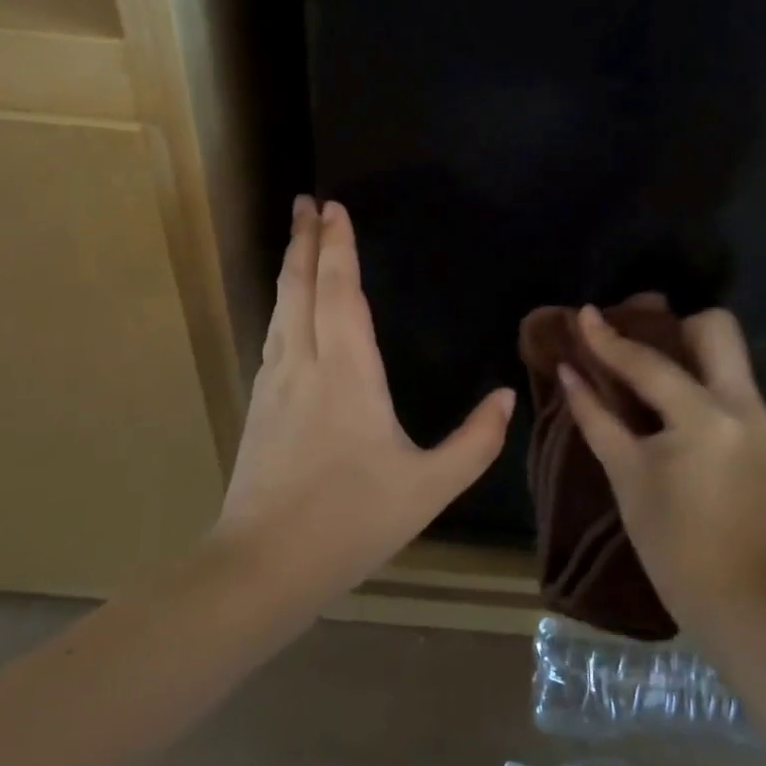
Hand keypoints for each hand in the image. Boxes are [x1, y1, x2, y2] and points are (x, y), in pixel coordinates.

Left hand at [211, 197, 515, 605]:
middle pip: (301, 287)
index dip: (338, 247)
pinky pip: (273, 335)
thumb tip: (505, 396)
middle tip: (305, 201)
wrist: (264, 564)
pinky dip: (282, 304)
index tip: (334, 208)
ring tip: (296, 238)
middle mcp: (306, 364)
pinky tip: (286, 308)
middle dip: (305, 240)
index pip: (341, 292)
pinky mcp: (260, 404)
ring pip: (282, 308)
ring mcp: (275, 383)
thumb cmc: (352, 520)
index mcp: (348, 373)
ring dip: (290, 267)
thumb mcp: (429, 488)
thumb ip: (475, 442)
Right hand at [561, 305, 765, 631]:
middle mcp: (746, 407)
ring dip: (691, 351)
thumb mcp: (626, 473)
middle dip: (676, 325)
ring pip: (731, 355)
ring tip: (651, 369)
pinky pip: (735, 387)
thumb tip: (568, 371)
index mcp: (707, 419)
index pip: (651, 364)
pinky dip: (704, 383)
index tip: (584, 313)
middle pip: (718, 329)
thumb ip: (595, 415)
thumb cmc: (669, 542)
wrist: (737, 599)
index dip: (611, 339)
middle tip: (640, 340)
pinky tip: (675, 408)